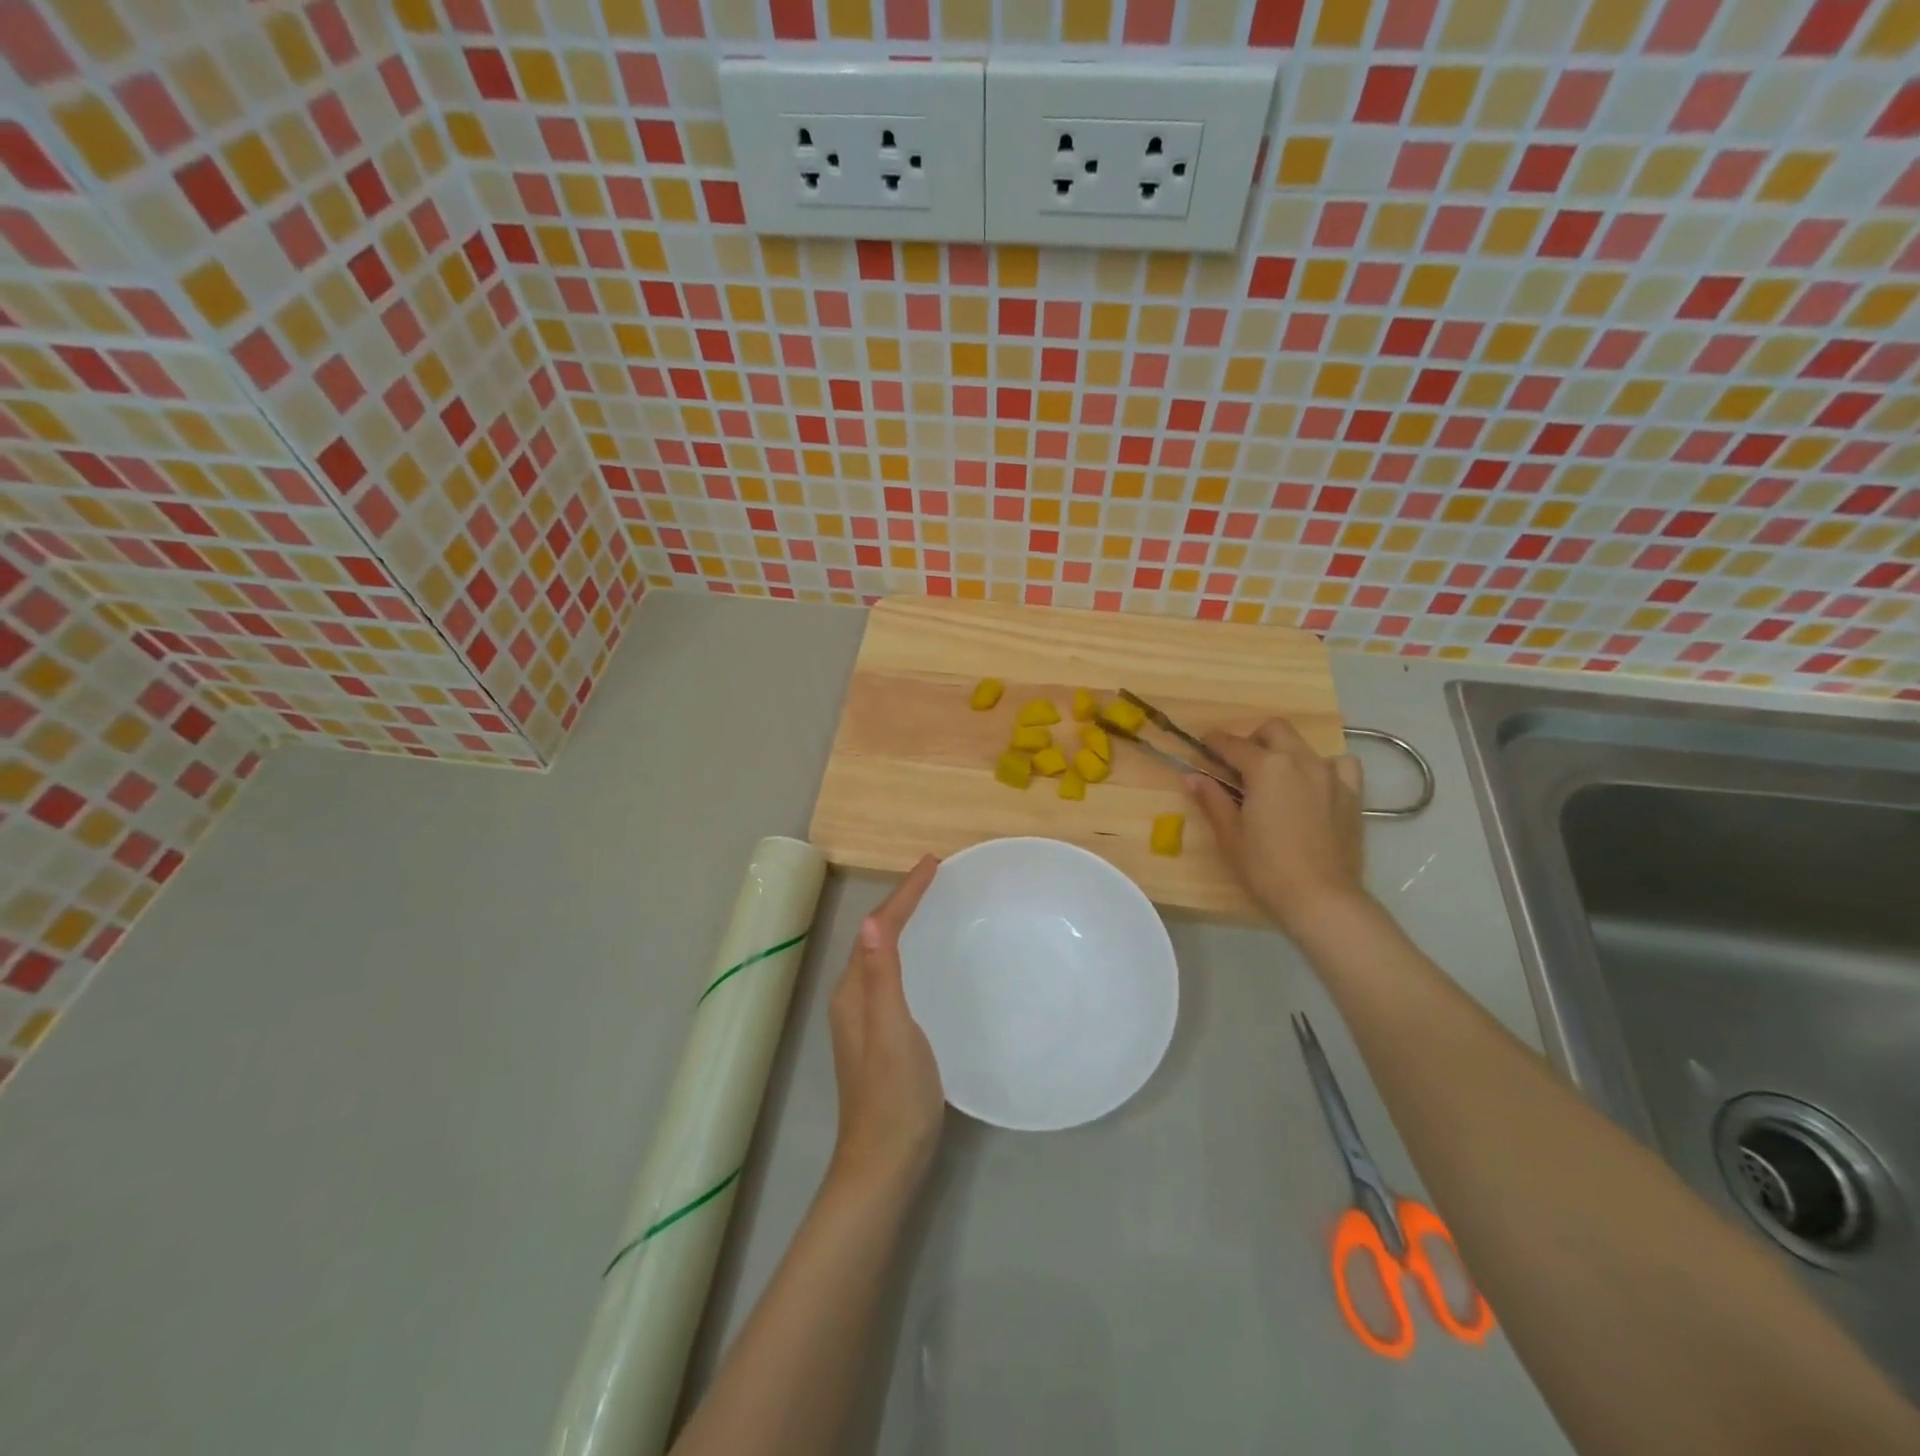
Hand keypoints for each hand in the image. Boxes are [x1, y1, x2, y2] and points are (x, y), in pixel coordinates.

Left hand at [826, 854, 944, 1192]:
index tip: (934, 863)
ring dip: (905, 924)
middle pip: (877, 935)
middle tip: (936, 877)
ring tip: (934, 904)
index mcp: (854, 991)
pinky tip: (929, 959)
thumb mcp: (891, 1032)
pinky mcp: (882, 1035)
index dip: (904, 893)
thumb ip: (882, 978)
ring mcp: (865, 1018)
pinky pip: (894, 975)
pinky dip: (910, 952)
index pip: (878, 928)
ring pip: (884, 955)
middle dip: (903, 901)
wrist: (885, 1163)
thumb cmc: (893, 1096)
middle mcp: (853, 997)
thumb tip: (873, 922)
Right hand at [1185, 719, 1368, 936]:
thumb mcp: (1230, 835)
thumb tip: (1192, 777)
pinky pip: (1341, 765)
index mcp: (1266, 767)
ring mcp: (1330, 775)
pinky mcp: (1352, 794)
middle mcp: (1300, 761)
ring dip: (1285, 752)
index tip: (1202, 746)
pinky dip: (1325, 767)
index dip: (1214, 743)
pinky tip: (1315, 785)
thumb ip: (1212, 799)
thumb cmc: (1266, 867)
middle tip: (1239, 765)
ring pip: (1304, 745)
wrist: (1321, 898)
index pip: (1233, 745)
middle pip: (1274, 730)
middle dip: (1253, 739)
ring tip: (1276, 779)